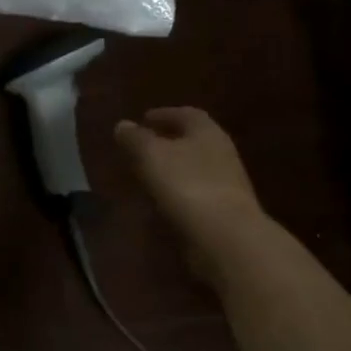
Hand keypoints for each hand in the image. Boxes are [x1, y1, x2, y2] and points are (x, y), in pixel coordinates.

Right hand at [116, 108, 266, 274]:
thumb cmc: (187, 184)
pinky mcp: (227, 212)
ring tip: (149, 174)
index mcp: (207, 131)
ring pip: (196, 167)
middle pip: (193, 140)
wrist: (226, 237)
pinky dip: (181, 192)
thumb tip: (122, 125)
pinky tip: (164, 201)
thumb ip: (135, 138)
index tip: (143, 119)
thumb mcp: (151, 155)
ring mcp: (228, 184)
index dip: (164, 114)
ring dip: (174, 168)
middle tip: (144, 146)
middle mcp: (222, 152)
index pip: (186, 114)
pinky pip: (198, 193)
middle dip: (169, 141)